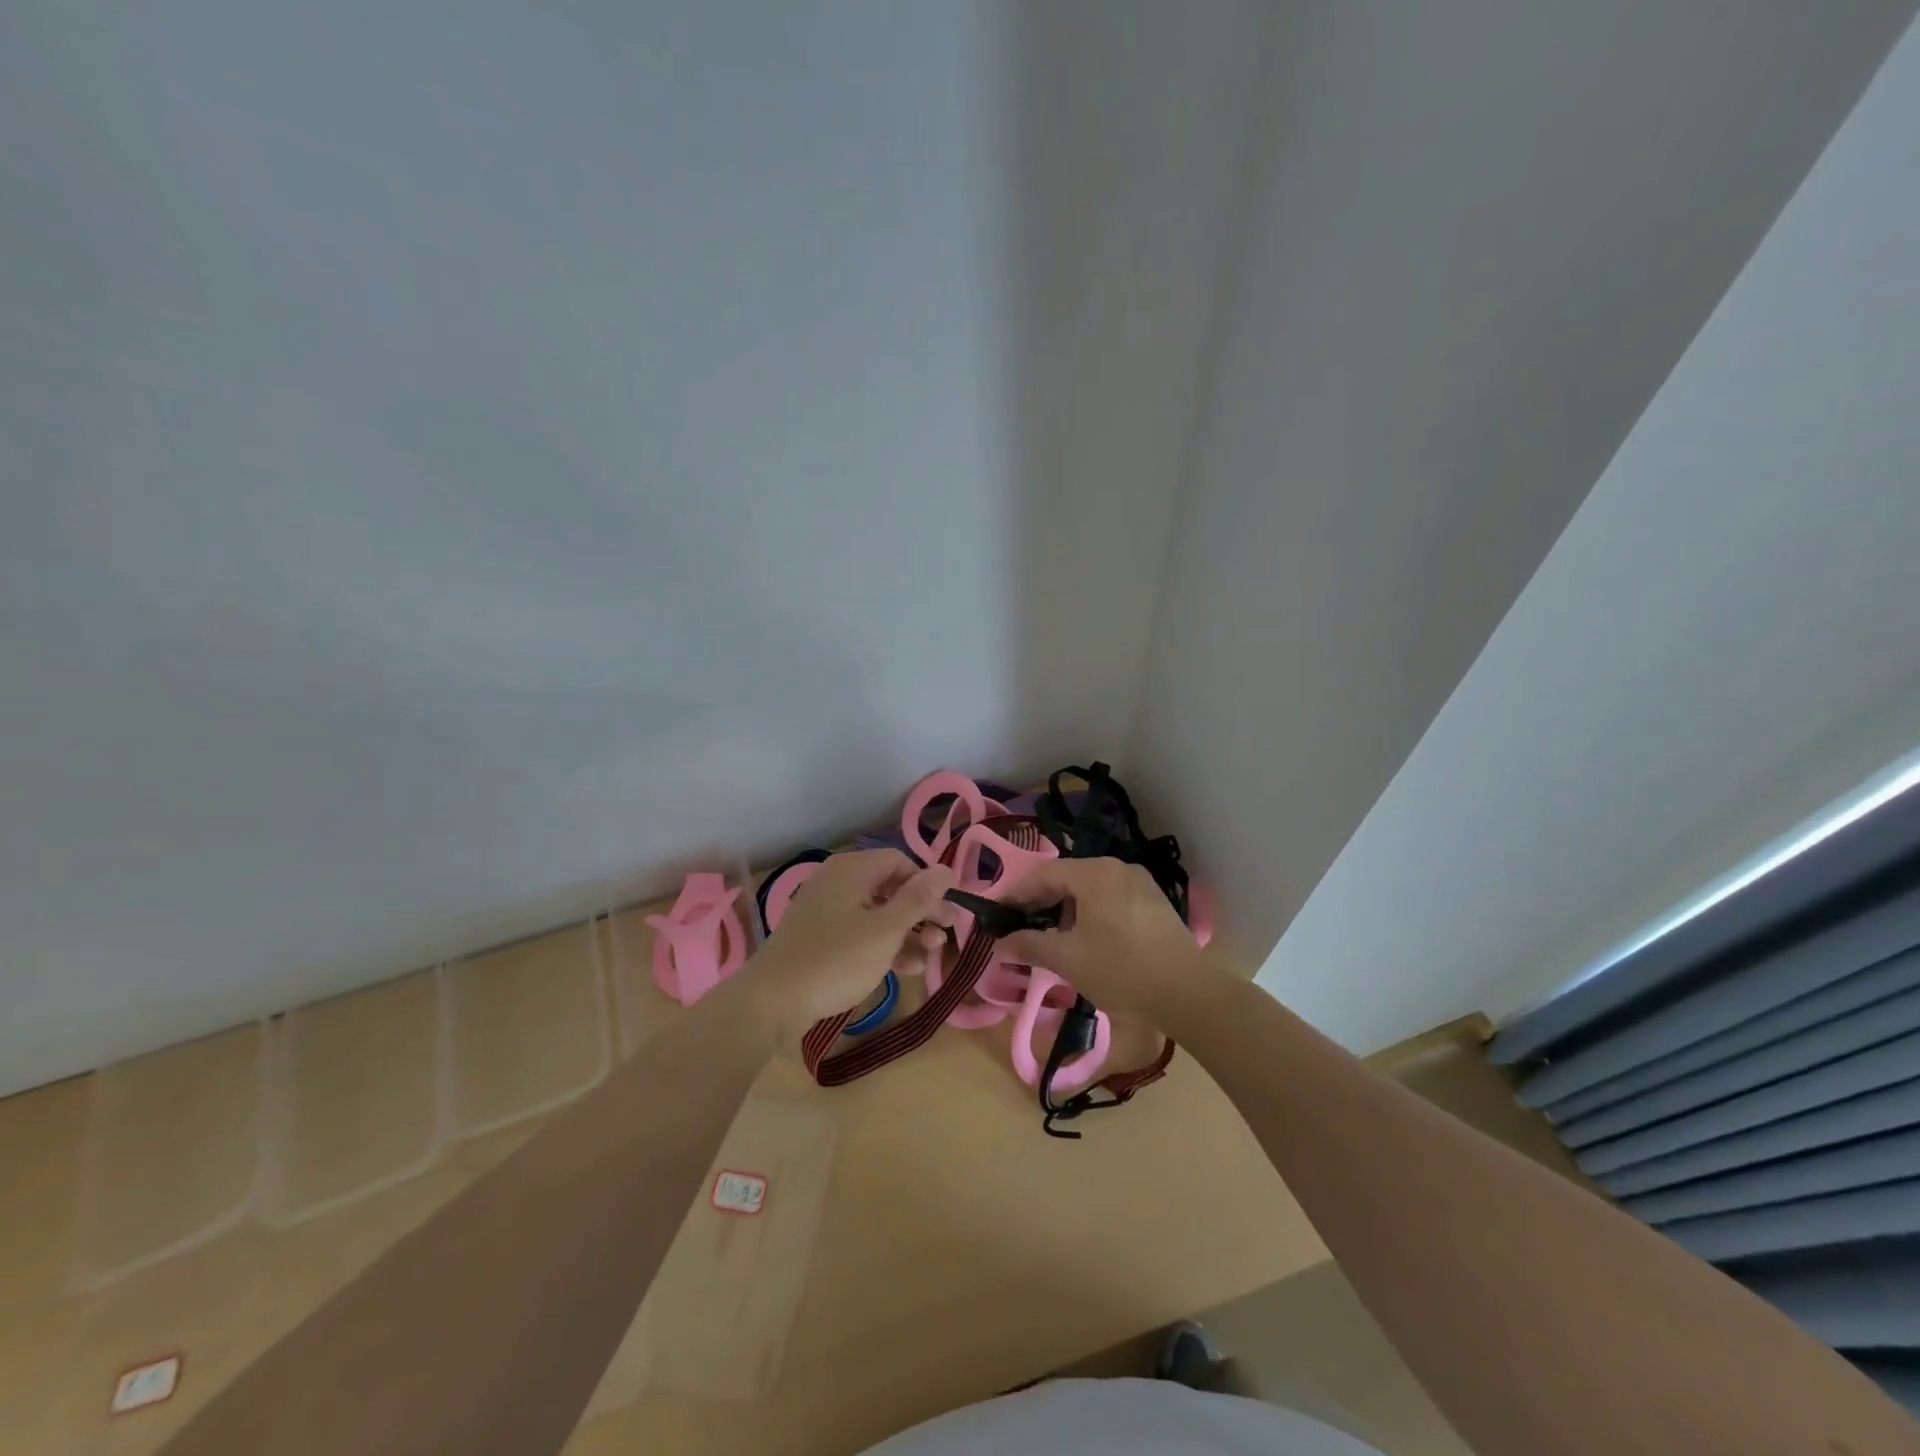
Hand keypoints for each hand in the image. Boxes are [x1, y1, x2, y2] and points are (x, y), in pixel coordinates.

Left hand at [741, 849, 955, 1042]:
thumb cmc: (836, 960)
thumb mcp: (885, 930)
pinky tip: (907, 968)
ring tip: (932, 955)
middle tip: (947, 934)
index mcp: (851, 870)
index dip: (928, 885)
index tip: (948, 913)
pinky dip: (884, 945)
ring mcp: (826, 910)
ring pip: (877, 913)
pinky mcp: (819, 937)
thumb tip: (946, 868)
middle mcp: (837, 882)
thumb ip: (918, 899)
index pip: (900, 862)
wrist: (772, 1001)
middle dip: (921, 911)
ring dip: (907, 932)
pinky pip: (860, 932)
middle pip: (890, 887)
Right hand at [998, 858, 1208, 1019]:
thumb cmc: (1121, 970)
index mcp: (1095, 873)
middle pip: (1068, 878)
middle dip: (1040, 901)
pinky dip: (1090, 913)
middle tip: (1019, 924)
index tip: (996, 912)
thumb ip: (1029, 945)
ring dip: (1066, 909)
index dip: (1016, 892)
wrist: (1188, 993)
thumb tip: (999, 945)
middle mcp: (1118, 868)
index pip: (1044, 874)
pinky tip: (1086, 939)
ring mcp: (1141, 884)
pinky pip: (1111, 899)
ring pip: (1090, 889)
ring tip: (1050, 936)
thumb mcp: (1068, 959)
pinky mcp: (1155, 903)